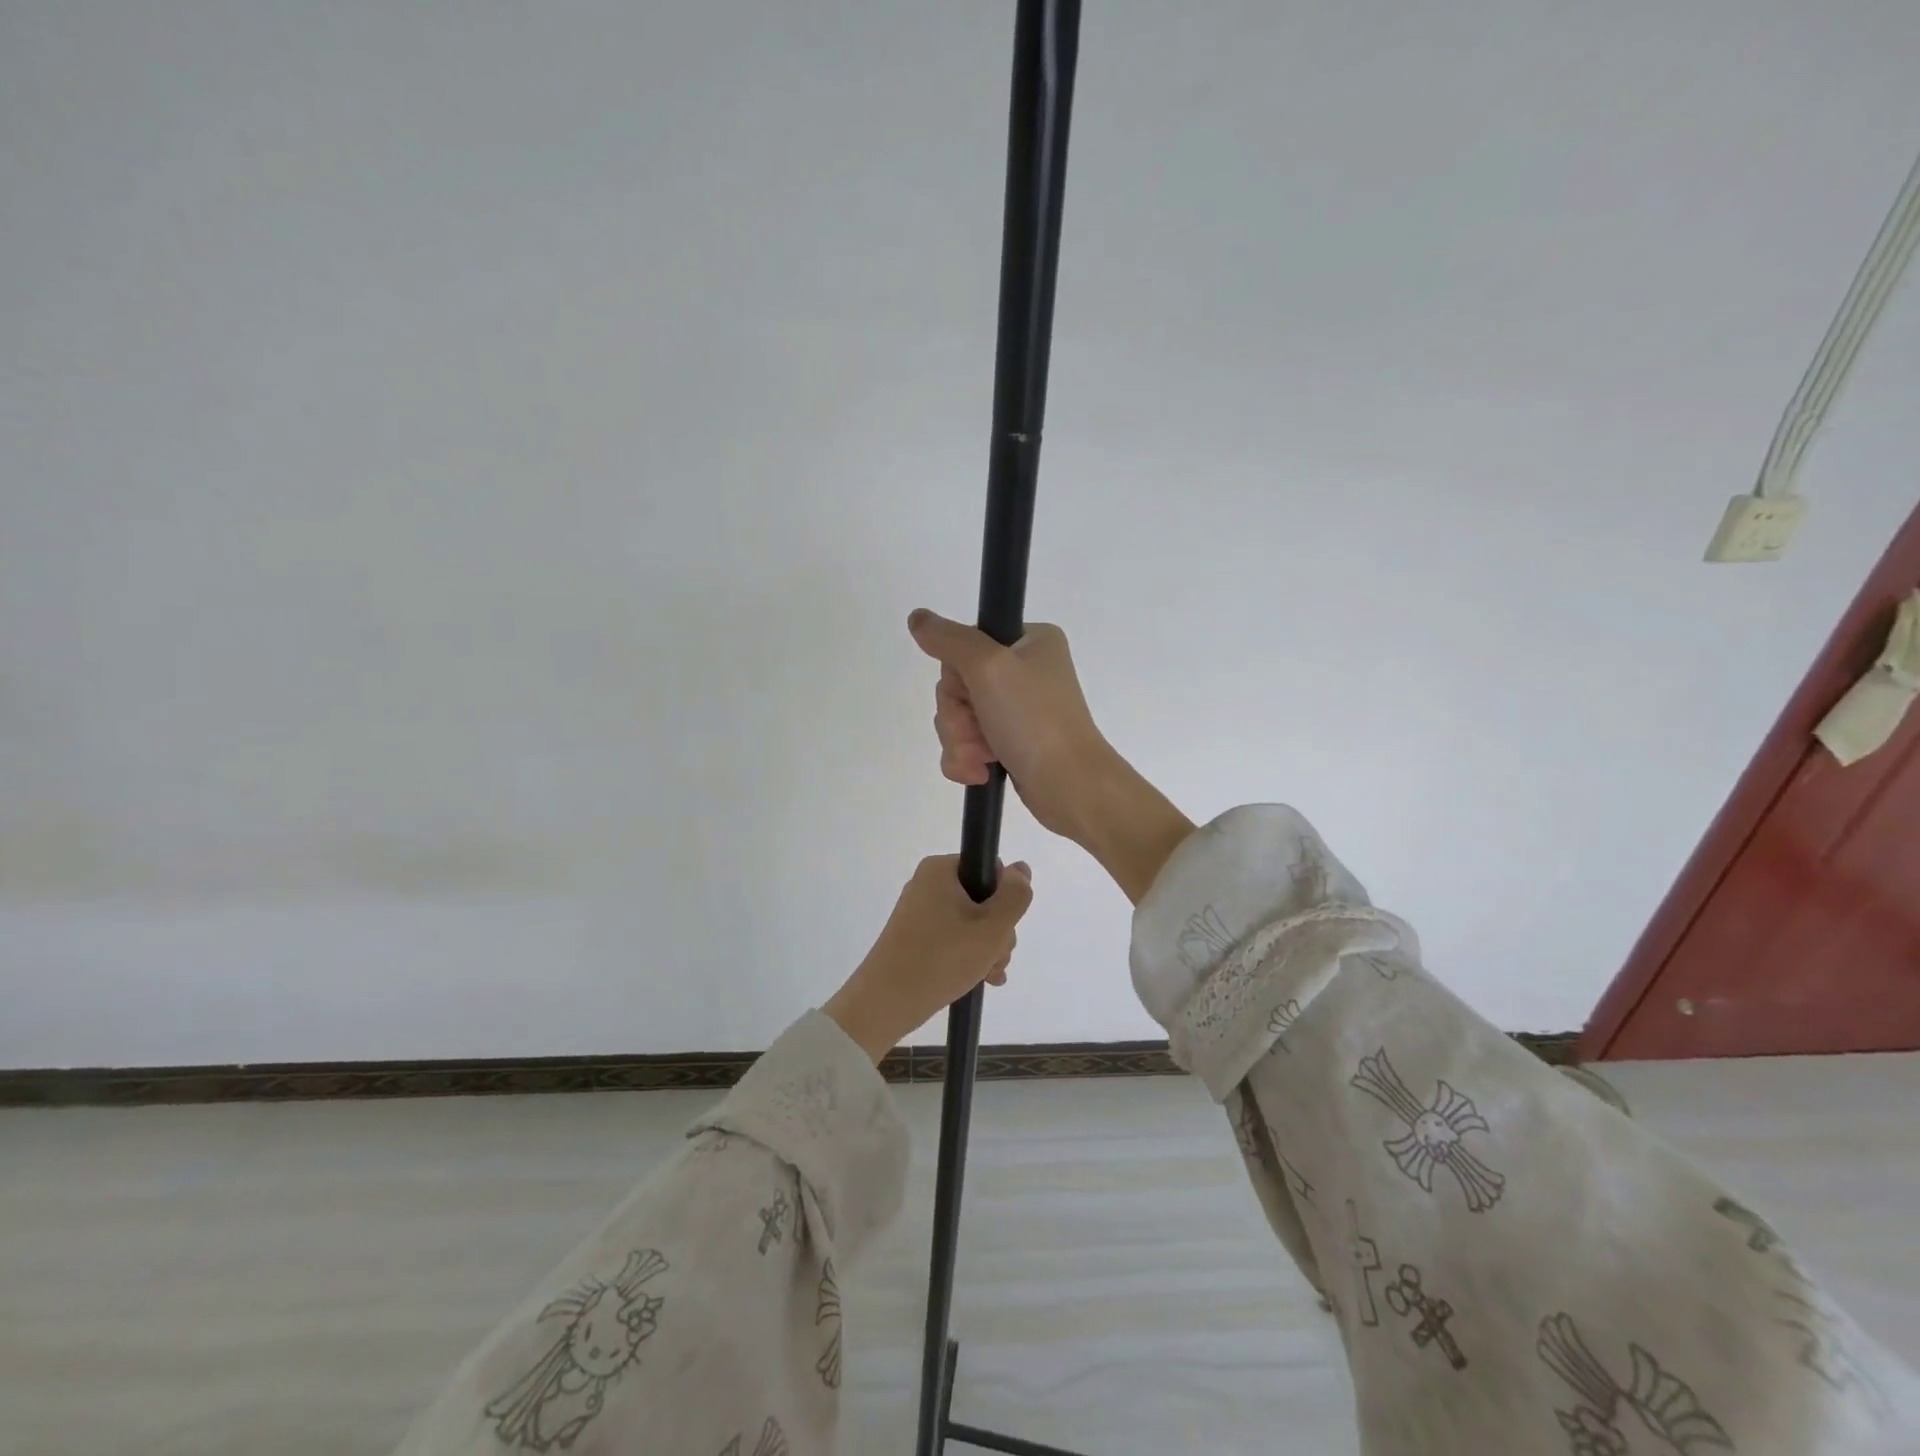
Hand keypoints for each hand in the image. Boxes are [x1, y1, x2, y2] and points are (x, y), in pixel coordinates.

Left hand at [822, 856, 1033, 1063]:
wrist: (886, 1002)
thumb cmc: (942, 958)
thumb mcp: (992, 927)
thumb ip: (1015, 896)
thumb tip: (1021, 869)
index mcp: (941, 870)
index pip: (991, 870)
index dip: (1005, 899)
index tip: (1003, 928)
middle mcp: (928, 884)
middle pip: (983, 899)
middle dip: (998, 932)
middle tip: (995, 957)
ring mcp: (920, 911)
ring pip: (972, 923)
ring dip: (988, 948)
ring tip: (988, 974)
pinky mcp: (916, 936)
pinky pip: (954, 937)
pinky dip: (969, 955)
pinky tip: (982, 979)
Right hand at [910, 608, 1195, 905]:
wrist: (1069, 785)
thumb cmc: (1034, 720)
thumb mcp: (988, 667)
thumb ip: (949, 639)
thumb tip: (918, 617)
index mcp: (1030, 641)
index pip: (966, 644)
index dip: (957, 674)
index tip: (973, 690)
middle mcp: (1026, 670)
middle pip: (958, 684)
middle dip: (958, 714)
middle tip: (980, 728)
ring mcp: (1018, 709)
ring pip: (958, 717)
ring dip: (961, 740)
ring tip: (984, 757)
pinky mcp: (1011, 743)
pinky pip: (967, 744)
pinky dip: (967, 759)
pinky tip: (981, 772)